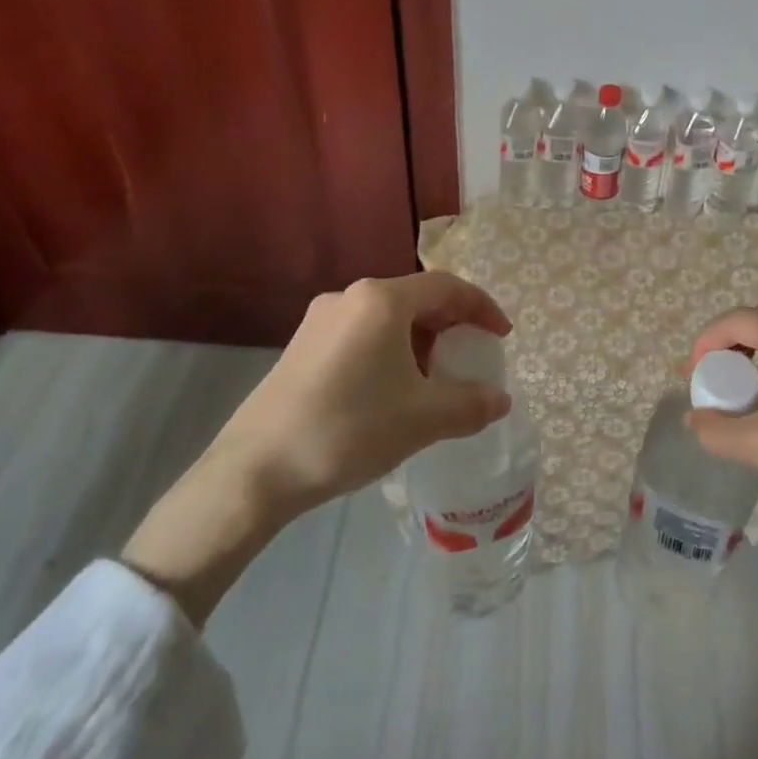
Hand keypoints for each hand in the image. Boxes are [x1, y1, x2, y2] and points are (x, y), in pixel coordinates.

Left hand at [124, 272, 510, 623]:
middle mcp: (350, 297)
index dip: (482, 308)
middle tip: (471, 359)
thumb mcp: (422, 419)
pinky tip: (391, 391)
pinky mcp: (301, 347)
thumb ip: (470, 404)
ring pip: (388, 319)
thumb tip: (501, 399)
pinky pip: (362, 335)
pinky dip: (390, 352)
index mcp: (382, 300)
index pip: (448, 287)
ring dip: (420, 342)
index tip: (502, 336)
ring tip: (434, 380)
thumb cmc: (349, 429)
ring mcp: (320, 321)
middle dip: (451, 326)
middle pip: (417, 299)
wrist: (254, 471)